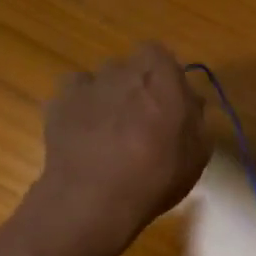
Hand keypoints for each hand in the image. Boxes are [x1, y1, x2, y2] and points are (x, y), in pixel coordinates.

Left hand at [18, 43, 211, 255]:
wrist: (94, 199)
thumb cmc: (155, 177)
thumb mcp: (197, 154)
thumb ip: (196, 119)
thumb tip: (190, 102)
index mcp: (160, 77)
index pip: (161, 55)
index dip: (164, 76)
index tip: (170, 103)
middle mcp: (122, 71)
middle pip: (131, 68)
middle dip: (137, 87)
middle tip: (143, 122)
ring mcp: (87, 85)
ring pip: (101, 80)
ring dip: (109, 97)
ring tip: (111, 132)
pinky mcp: (58, 103)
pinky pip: (74, 94)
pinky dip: (80, 107)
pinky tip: (85, 133)